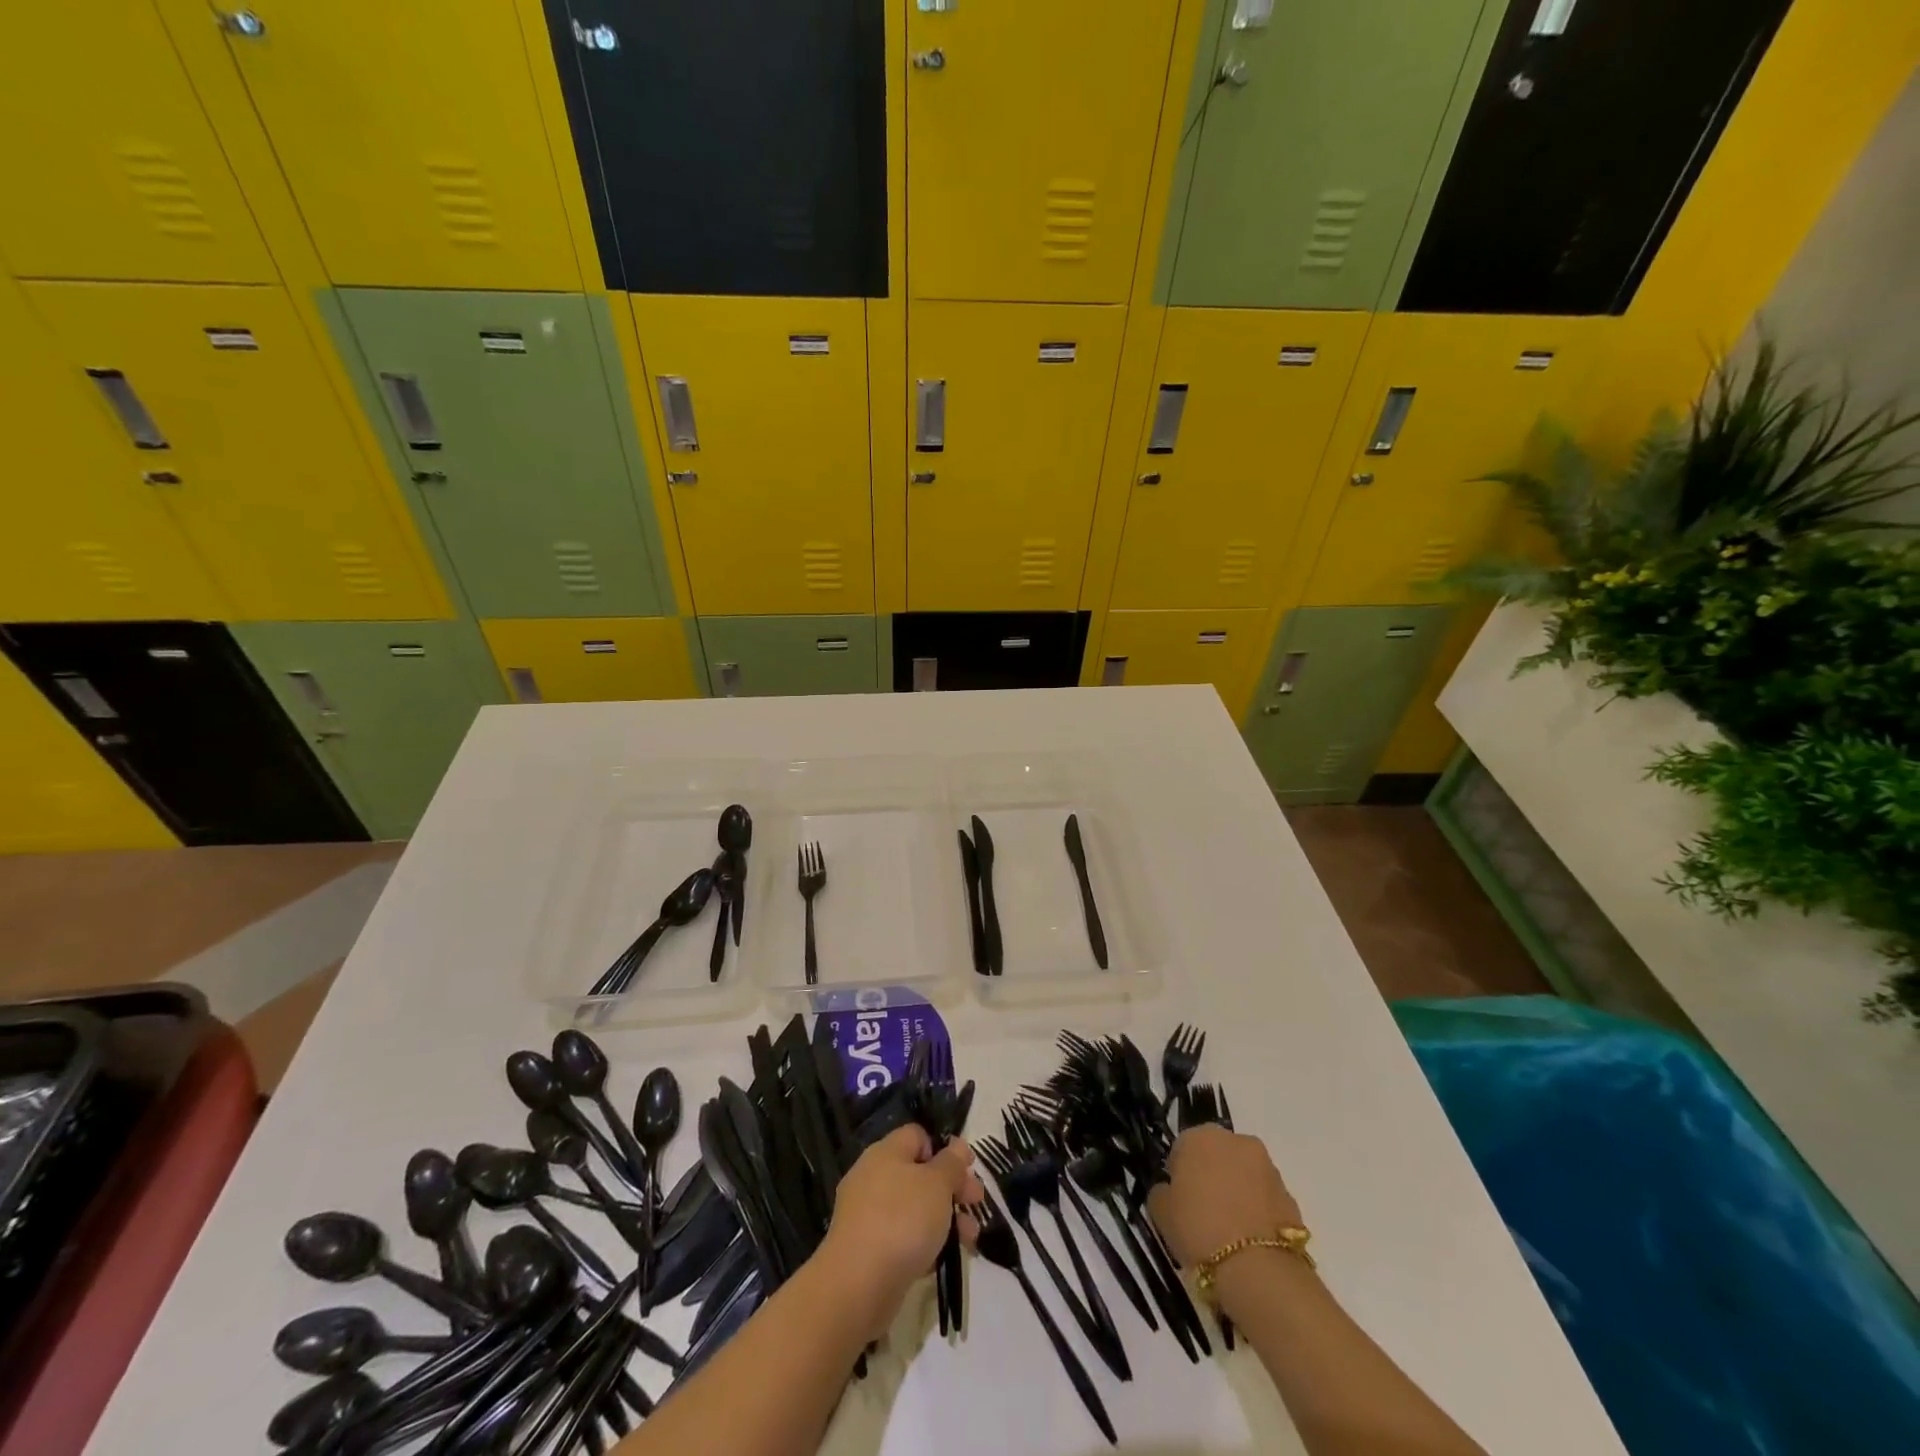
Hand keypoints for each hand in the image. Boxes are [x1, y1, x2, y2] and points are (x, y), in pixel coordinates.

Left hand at [816, 1125, 983, 1339]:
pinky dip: (923, 1243)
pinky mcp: (866, 1249)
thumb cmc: (902, 1221)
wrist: (858, 1285)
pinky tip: (942, 1259)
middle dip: (952, 1189)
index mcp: (885, 1152)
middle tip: (977, 1204)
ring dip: (944, 1219)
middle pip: (919, 1173)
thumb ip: (951, 1163)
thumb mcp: (937, 1184)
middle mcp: (873, 1177)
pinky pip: (901, 1236)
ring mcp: (867, 1214)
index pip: (918, 1136)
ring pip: (913, 1207)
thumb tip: (957, 1145)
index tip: (968, 1170)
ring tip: (970, 1240)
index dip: (944, 1149)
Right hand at [1148, 1125, 1302, 1267]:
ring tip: (1229, 1231)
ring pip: (1243, 1175)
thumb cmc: (1199, 1230)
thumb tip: (1169, 1191)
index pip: (1182, 1148)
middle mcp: (1235, 1140)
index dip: (1178, 1176)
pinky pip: (1264, 1198)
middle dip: (1211, 1176)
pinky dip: (1257, 1211)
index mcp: (1199, 1136)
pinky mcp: (1290, 1195)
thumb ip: (1161, 1192)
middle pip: (1216, 1155)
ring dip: (1236, 1191)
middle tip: (1203, 1213)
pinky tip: (1249, 1240)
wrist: (1258, 1270)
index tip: (1178, 1201)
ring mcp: (1267, 1167)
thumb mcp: (1161, 1212)